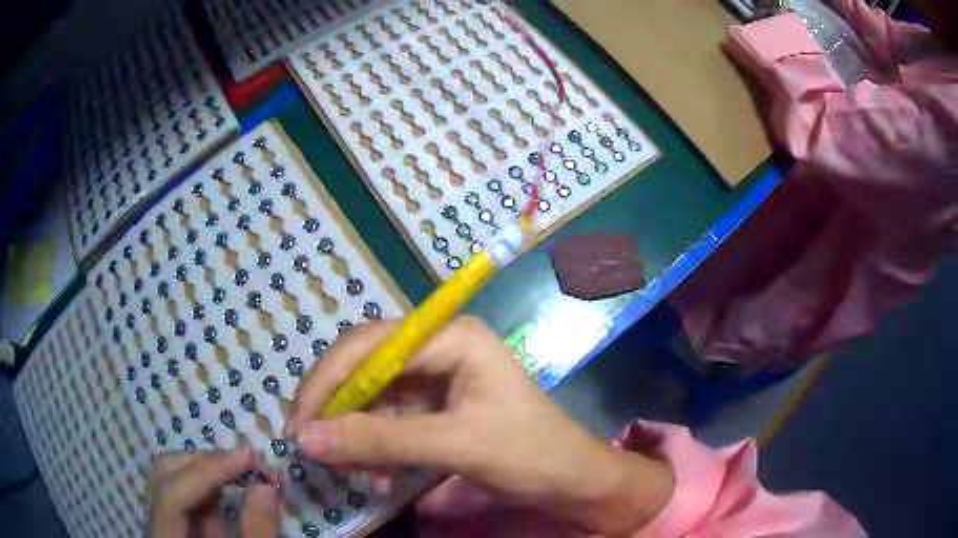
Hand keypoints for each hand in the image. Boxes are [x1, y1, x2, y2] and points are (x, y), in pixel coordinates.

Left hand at [148, 447, 279, 537]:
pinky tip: (231, 484)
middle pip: (164, 475)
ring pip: (172, 476)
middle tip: (246, 463)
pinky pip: (187, 492)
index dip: (206, 473)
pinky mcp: (177, 522)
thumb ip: (257, 530)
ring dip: (207, 468)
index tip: (248, 457)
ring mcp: (164, 520)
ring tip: (242, 470)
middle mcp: (156, 524)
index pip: (171, 496)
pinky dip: (209, 483)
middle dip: (205, 463)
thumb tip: (266, 486)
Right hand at [285, 317, 673, 534]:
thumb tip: (305, 439)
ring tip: (346, 469)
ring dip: (352, 432)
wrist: (572, 479)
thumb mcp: (453, 445)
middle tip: (311, 445)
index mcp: (451, 337)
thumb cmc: (528, 453)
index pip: (370, 345)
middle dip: (336, 408)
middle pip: (365, 366)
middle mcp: (439, 347)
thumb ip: (378, 441)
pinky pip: (388, 418)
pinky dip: (373, 445)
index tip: (299, 423)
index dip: (328, 381)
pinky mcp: (435, 406)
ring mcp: (437, 377)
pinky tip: (373, 473)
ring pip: (372, 396)